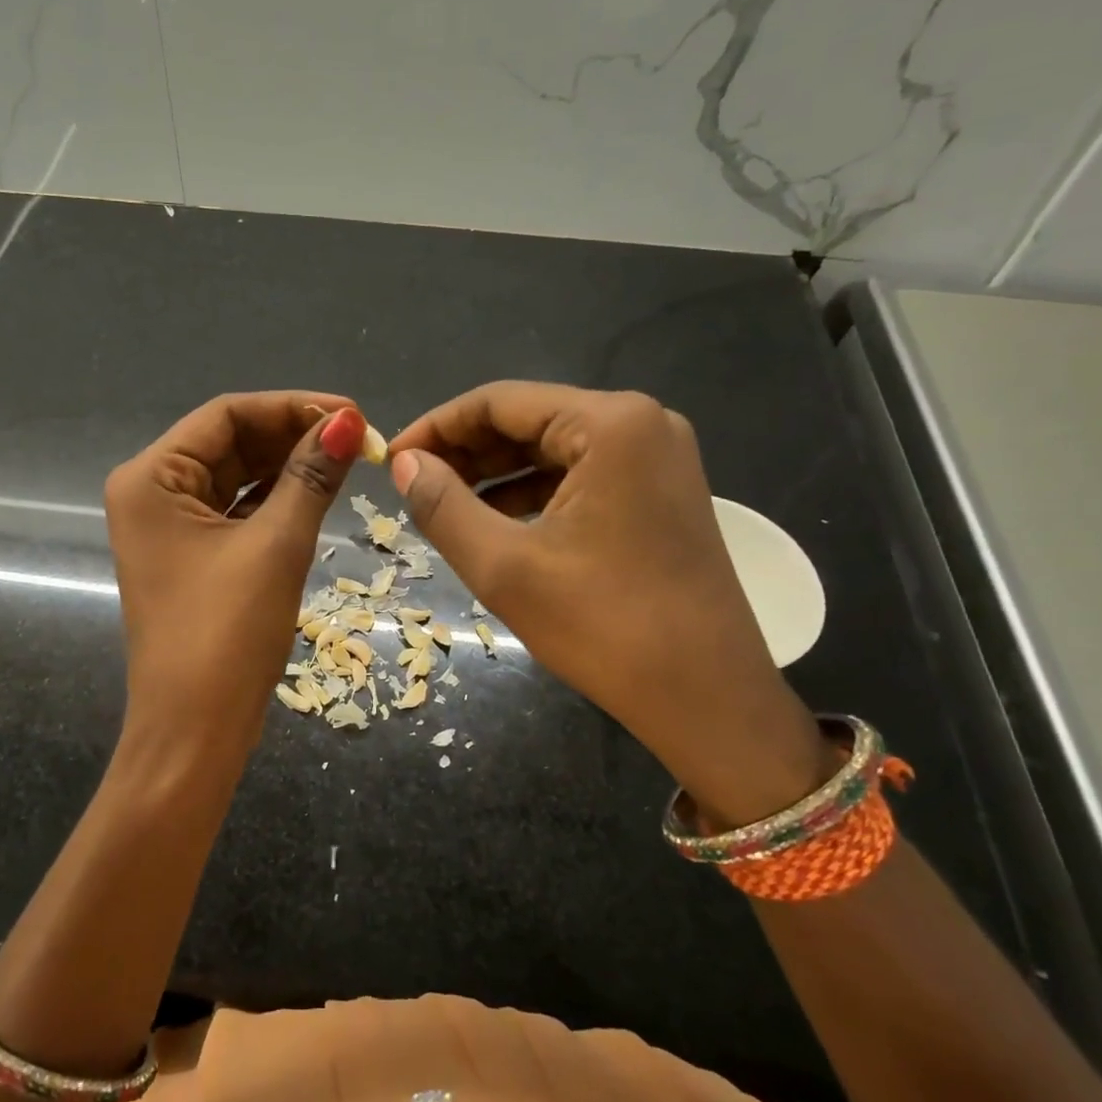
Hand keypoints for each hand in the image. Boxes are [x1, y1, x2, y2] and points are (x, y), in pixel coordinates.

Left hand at [105, 392, 365, 765]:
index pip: (226, 415)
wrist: (194, 731)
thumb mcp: (276, 546)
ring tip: (347, 461)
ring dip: (288, 467)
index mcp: (151, 478)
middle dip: (293, 437)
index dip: (292, 407)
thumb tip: (349, 423)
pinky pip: (236, 510)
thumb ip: (310, 476)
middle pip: (230, 443)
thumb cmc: (227, 634)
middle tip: (359, 439)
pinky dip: (275, 500)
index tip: (353, 414)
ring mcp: (169, 527)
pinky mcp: (190, 555)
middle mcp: (151, 492)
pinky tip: (317, 492)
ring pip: (236, 476)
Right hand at [388, 383, 831, 824]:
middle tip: (411, 486)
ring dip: (493, 474)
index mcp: (610, 424)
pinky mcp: (659, 493)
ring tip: (441, 505)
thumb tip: (404, 465)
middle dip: (464, 452)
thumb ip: (443, 505)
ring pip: (551, 449)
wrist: (709, 699)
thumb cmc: (604, 627)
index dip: (436, 427)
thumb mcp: (504, 566)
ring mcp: (657, 458)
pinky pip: (579, 476)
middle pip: (528, 420)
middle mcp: (641, 423)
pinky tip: (492, 522)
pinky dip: (531, 494)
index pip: (499, 401)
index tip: (392, 459)